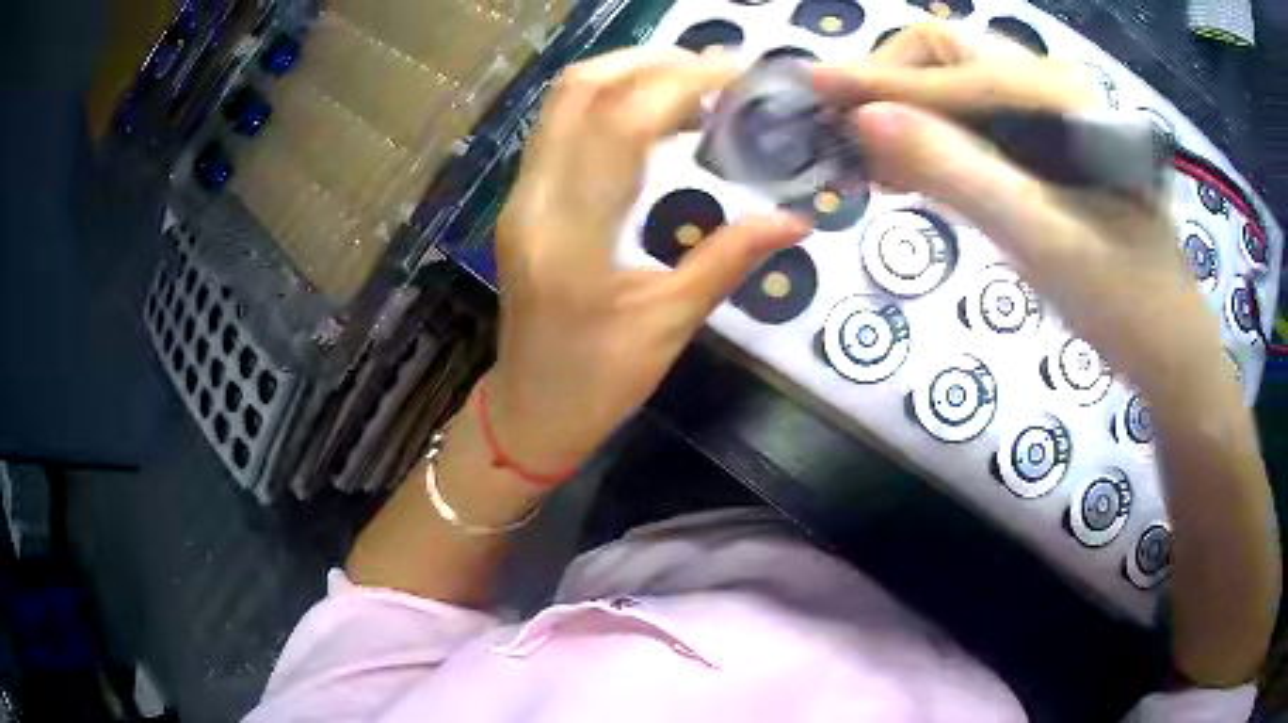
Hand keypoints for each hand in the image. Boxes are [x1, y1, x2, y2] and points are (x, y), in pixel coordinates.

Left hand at [487, 48, 808, 476]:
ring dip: (628, 75)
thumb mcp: (671, 326)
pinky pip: (563, 128)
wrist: (528, 412)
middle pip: (579, 90)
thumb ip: (731, 260)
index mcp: (572, 236)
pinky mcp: (524, 201)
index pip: (621, 123)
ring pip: (564, 102)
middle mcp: (535, 200)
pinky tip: (657, 118)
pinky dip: (610, 104)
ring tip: (695, 86)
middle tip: (717, 70)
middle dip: (650, 61)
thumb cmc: (597, 384)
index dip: (681, 83)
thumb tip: (796, 219)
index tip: (737, 73)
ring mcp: (521, 197)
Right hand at [817, 22, 1221, 396]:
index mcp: (1063, 95)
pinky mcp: (1046, 148)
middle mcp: (1053, 86)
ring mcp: (1050, 116)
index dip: (878, 78)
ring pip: (956, 87)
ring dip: (907, 111)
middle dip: (891, 84)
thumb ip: (959, 173)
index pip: (951, 64)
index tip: (811, 91)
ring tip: (870, 158)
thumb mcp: (1044, 242)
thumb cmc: (1123, 300)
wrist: (1167, 345)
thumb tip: (863, 121)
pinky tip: (910, 173)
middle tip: (850, 134)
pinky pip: (974, 125)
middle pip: (948, 55)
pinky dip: (932, 140)